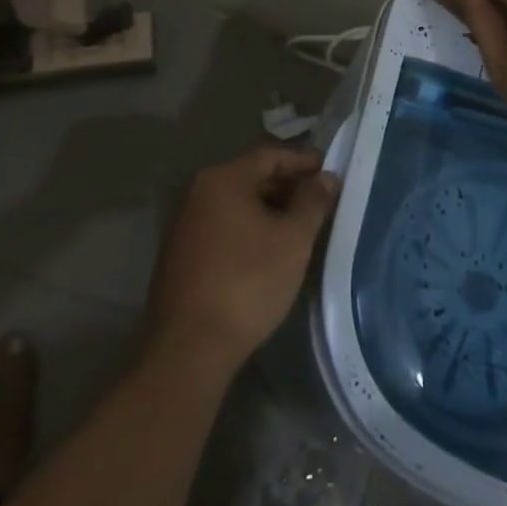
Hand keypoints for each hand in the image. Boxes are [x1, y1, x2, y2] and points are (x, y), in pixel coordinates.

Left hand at [142, 146, 339, 377]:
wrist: (189, 350)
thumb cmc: (247, 282)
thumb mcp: (293, 239)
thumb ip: (313, 202)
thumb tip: (326, 177)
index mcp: (223, 180)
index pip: (270, 155)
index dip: (302, 161)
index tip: (327, 171)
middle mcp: (198, 193)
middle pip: (251, 177)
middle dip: (286, 187)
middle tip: (316, 202)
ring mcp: (184, 226)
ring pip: (236, 205)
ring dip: (267, 210)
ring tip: (296, 228)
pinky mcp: (179, 257)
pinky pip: (222, 228)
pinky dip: (247, 230)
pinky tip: (266, 252)